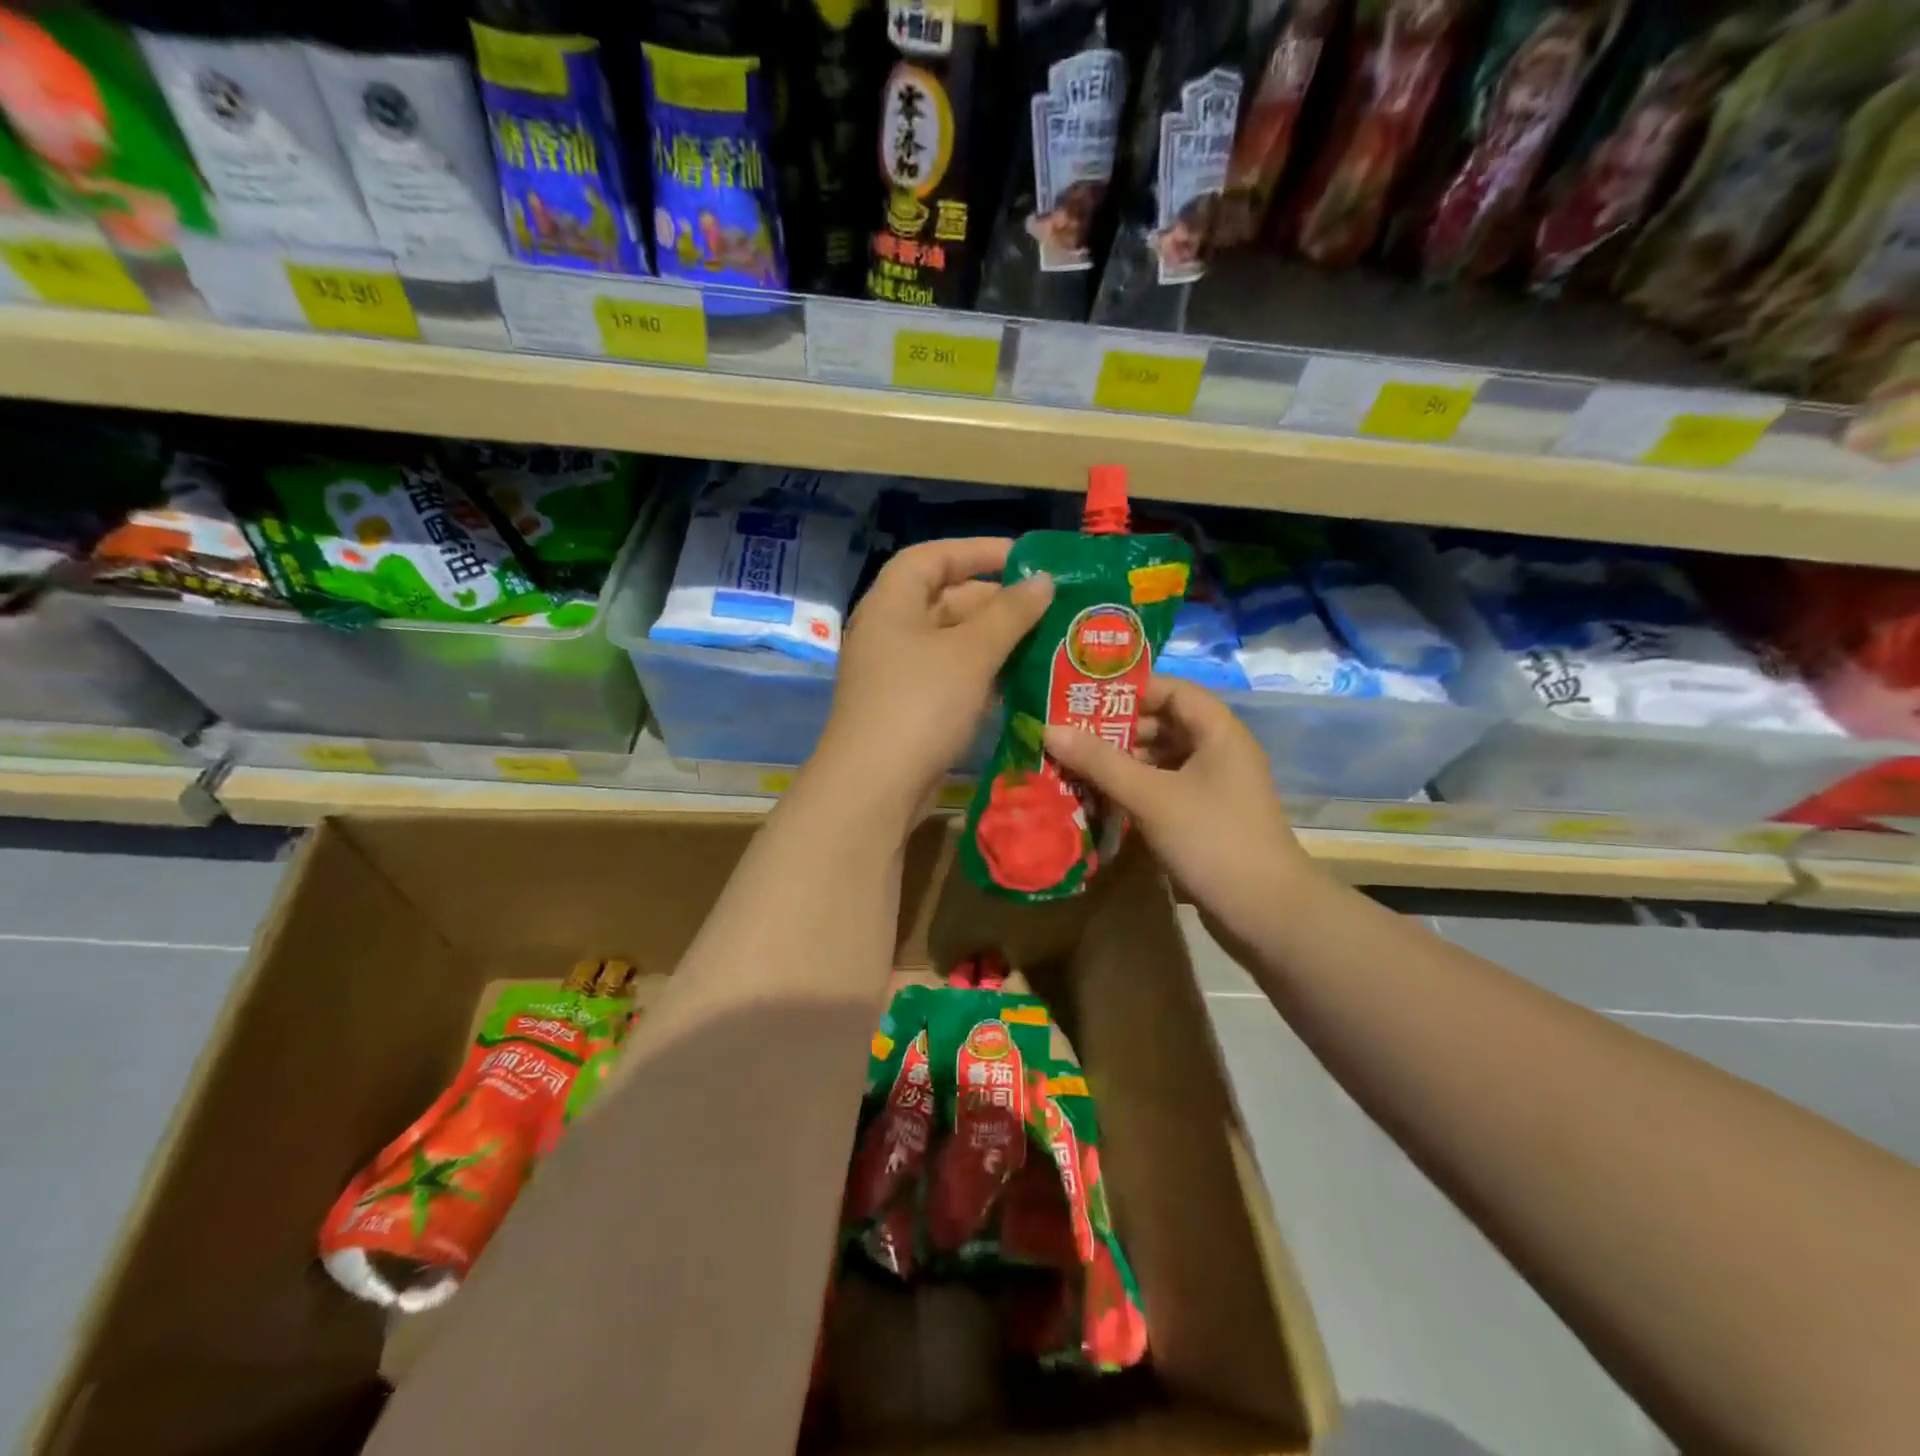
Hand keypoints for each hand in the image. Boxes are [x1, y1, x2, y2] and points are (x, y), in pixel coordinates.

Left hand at [812, 538, 1052, 822]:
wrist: (875, 787)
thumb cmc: (921, 704)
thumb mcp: (971, 653)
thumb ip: (1010, 614)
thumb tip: (1043, 581)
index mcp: (892, 604)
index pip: (932, 557)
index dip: (977, 551)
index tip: (1024, 558)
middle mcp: (890, 632)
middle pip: (945, 600)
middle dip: (995, 602)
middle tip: (1047, 608)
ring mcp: (897, 674)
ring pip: (951, 643)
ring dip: (994, 642)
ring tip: (1043, 643)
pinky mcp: (908, 709)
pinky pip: (950, 678)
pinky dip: (981, 675)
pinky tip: (1018, 683)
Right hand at [1043, 676, 1319, 952]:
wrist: (1266, 914)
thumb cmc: (1212, 840)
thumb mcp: (1151, 797)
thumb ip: (1100, 762)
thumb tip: (1048, 729)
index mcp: (1218, 732)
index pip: (1172, 690)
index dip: (1130, 689)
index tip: (1084, 697)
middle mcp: (1219, 752)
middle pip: (1163, 724)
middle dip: (1116, 729)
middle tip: (1069, 736)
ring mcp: (1213, 787)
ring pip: (1160, 760)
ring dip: (1121, 763)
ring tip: (1075, 767)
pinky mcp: (1204, 818)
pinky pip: (1163, 790)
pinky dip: (1133, 790)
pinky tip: (1100, 800)